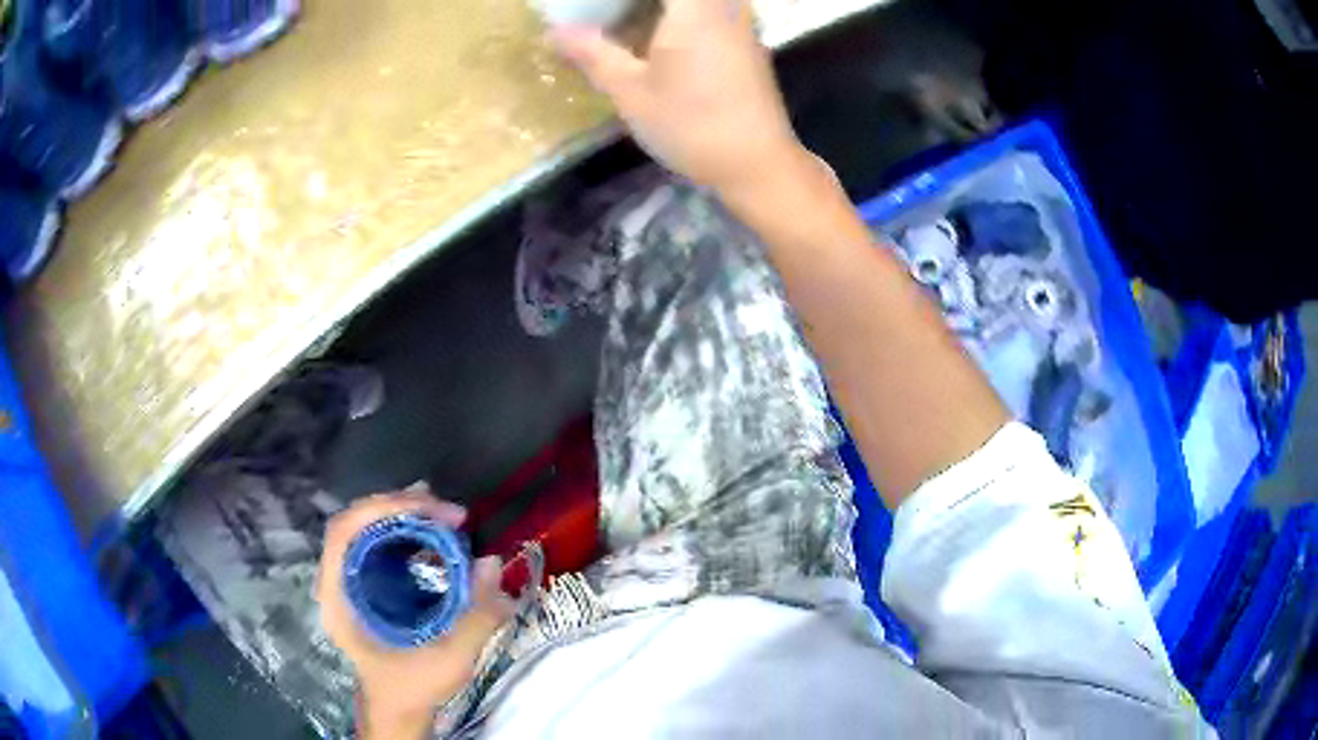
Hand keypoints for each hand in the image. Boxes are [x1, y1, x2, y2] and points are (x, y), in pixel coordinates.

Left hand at [317, 490, 513, 738]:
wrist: (398, 710)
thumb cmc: (412, 687)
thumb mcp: (448, 660)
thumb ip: (475, 617)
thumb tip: (492, 563)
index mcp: (339, 596)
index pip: (345, 531)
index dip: (384, 508)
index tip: (433, 510)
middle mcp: (337, 581)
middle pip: (358, 522)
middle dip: (402, 507)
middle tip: (448, 511)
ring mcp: (349, 581)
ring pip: (368, 529)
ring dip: (405, 515)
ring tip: (444, 514)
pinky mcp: (366, 586)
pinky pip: (380, 545)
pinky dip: (407, 532)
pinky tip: (434, 537)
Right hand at [550, 0, 807, 195]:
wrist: (757, 164)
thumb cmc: (692, 124)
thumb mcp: (631, 91)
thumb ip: (592, 53)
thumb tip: (553, 32)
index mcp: (695, 6)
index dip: (625, 0)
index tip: (598, 9)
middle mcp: (724, 5)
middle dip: (637, 3)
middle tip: (607, 14)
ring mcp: (741, 22)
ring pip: (700, 2)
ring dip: (659, 9)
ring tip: (627, 23)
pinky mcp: (747, 42)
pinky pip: (713, 10)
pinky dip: (683, 16)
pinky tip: (658, 38)